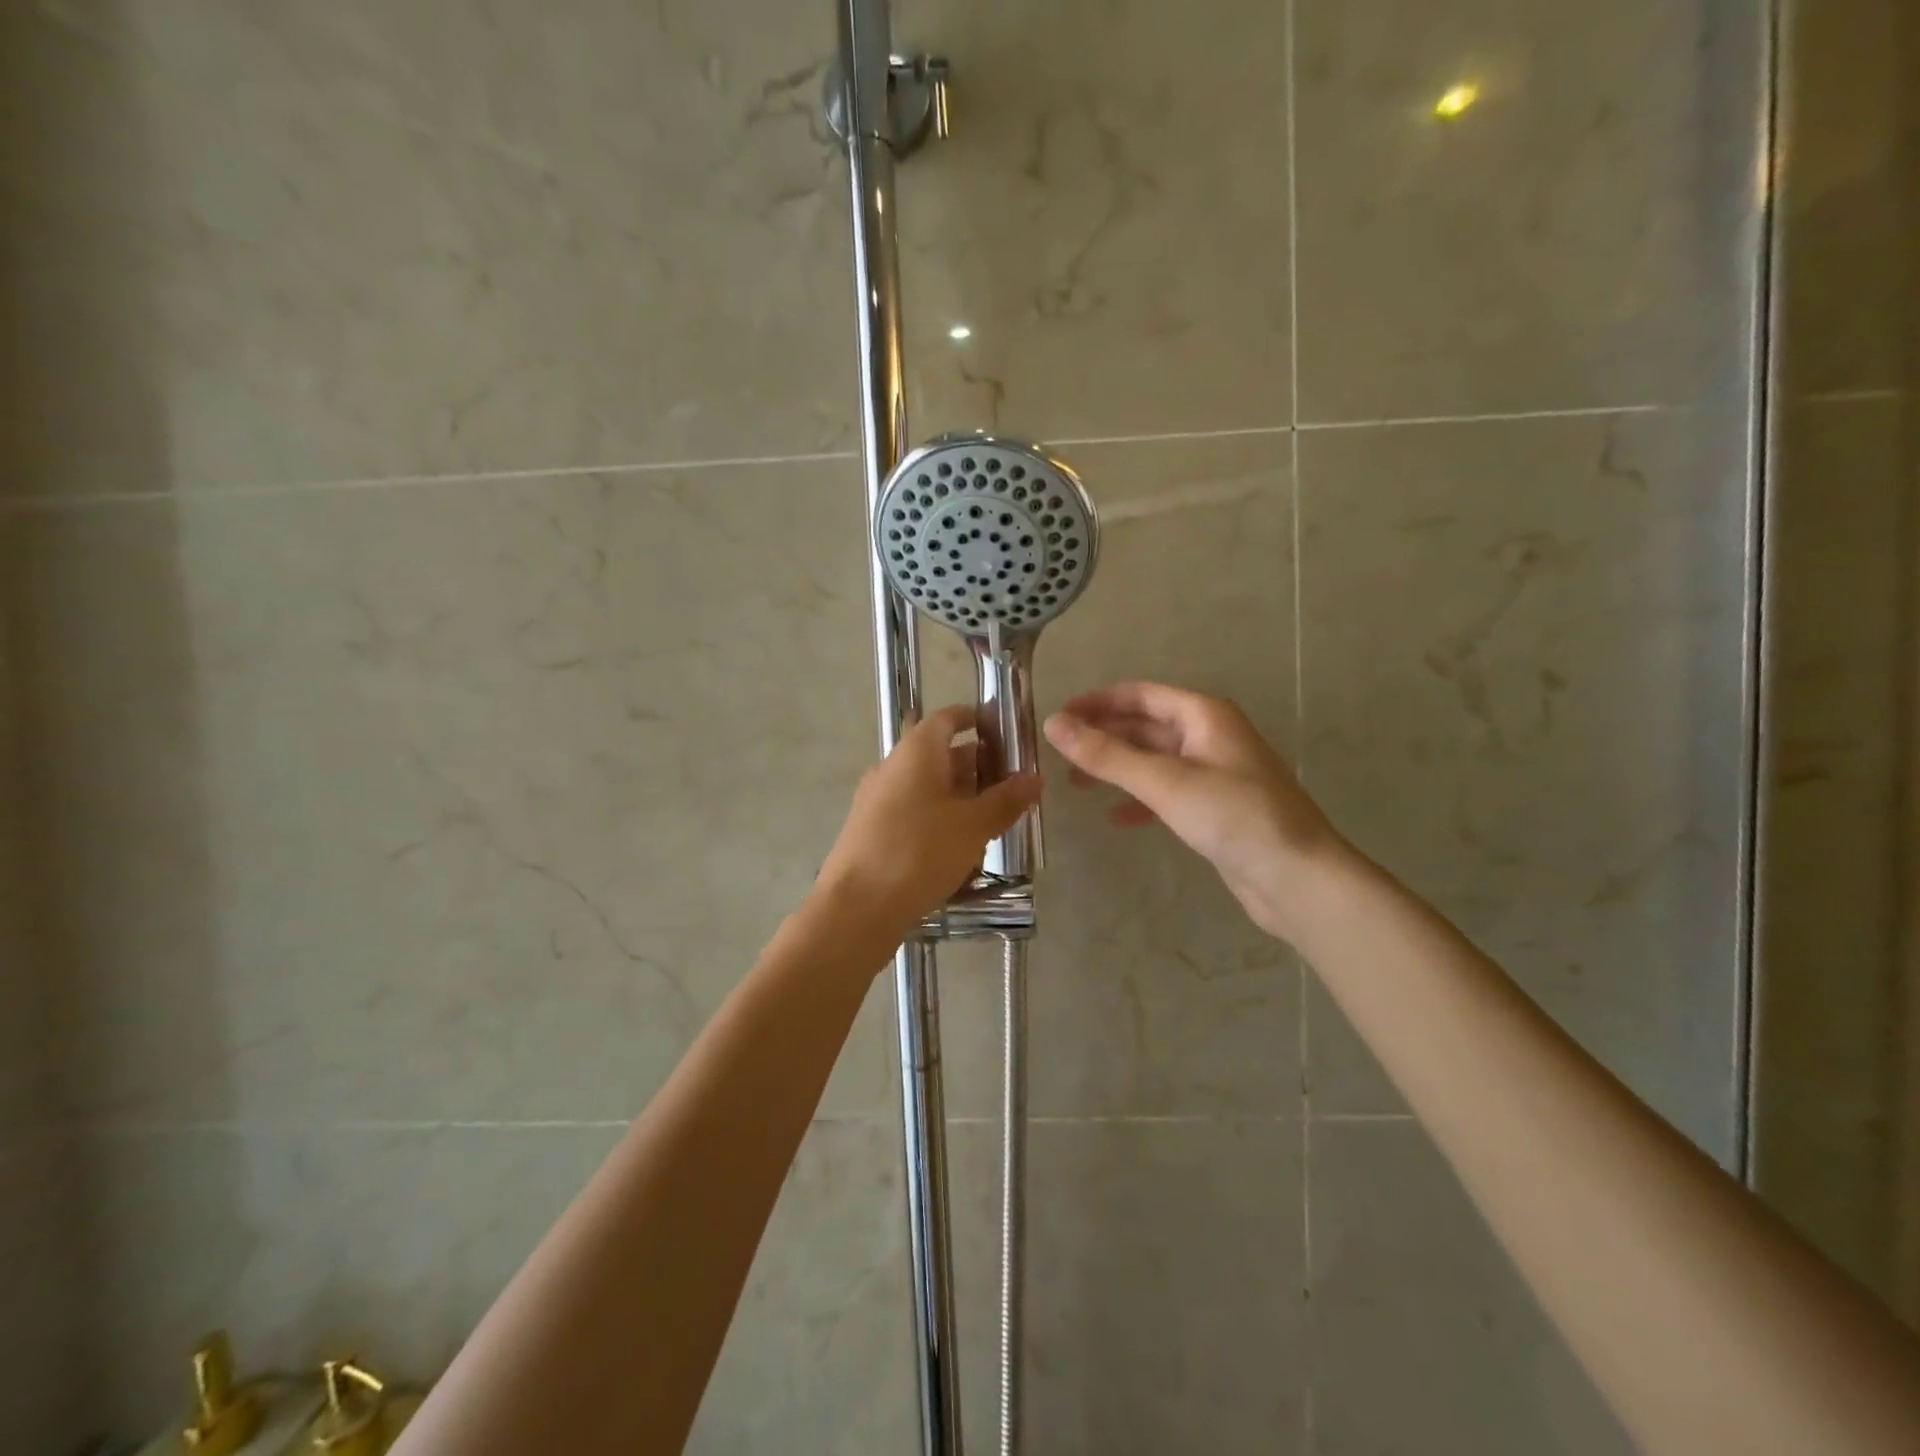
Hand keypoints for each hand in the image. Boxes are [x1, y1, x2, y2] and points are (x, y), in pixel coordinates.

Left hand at [817, 705, 1041, 936]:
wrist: (856, 907)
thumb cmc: (919, 852)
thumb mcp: (973, 826)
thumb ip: (1005, 800)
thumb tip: (1034, 778)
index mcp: (915, 751)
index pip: (948, 718)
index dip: (977, 720)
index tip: (1005, 734)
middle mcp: (893, 766)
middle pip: (939, 753)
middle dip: (976, 765)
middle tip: (1011, 784)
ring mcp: (878, 799)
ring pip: (927, 785)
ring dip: (960, 795)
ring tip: (993, 817)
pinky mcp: (872, 830)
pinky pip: (913, 811)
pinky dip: (939, 817)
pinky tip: (960, 846)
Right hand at [1044, 682, 1346, 941]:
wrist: (1297, 878)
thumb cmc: (1234, 817)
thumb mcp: (1164, 782)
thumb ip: (1107, 754)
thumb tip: (1053, 725)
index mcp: (1205, 715)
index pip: (1141, 694)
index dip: (1098, 702)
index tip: (1058, 716)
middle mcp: (1211, 736)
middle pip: (1146, 726)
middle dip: (1104, 736)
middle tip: (1059, 753)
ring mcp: (1216, 772)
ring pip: (1155, 759)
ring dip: (1117, 767)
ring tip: (1077, 784)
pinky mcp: (1217, 807)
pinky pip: (1168, 791)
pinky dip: (1140, 799)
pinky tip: (1118, 817)